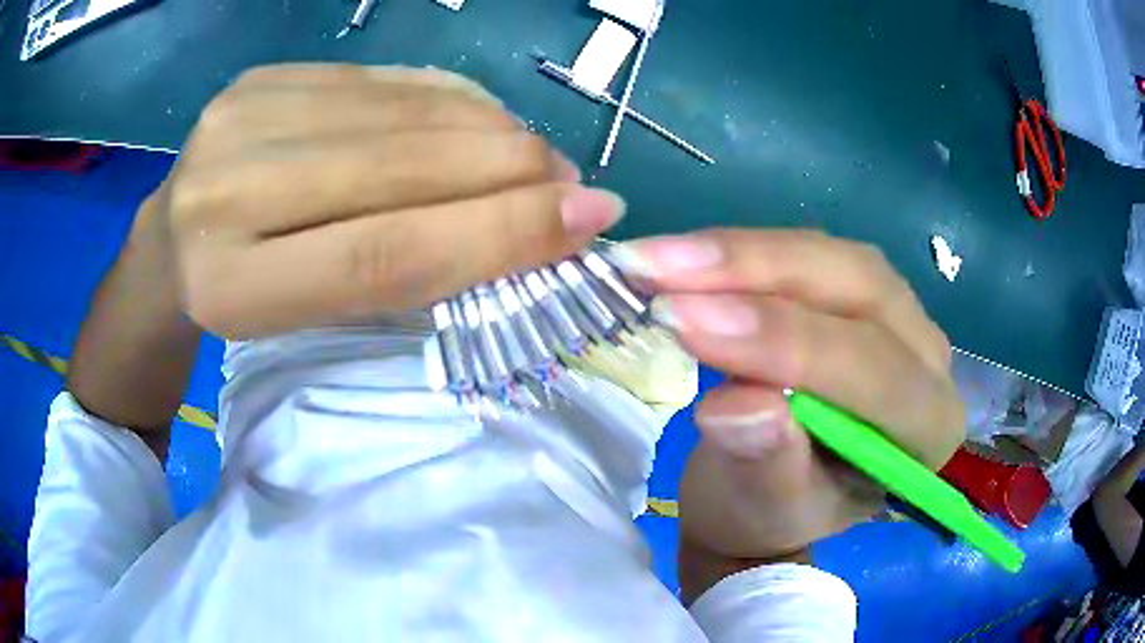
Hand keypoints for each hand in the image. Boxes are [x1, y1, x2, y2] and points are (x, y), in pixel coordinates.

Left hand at [155, 64, 622, 338]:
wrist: (168, 250)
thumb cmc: (242, 302)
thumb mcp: (311, 316)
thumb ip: (403, 271)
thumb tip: (527, 225)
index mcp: (235, 288)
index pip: (386, 253)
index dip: (497, 233)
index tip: (587, 219)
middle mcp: (226, 193)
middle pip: (397, 169)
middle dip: (509, 171)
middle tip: (574, 184)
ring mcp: (241, 118)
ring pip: (399, 113)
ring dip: (490, 130)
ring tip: (534, 156)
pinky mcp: (260, 79)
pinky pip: (380, 80)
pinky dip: (447, 97)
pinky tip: (479, 117)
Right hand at [609, 229, 963, 595]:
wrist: (764, 500)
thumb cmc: (768, 517)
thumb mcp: (763, 512)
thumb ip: (764, 463)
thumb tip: (739, 405)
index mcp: (926, 430)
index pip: (870, 370)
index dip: (782, 341)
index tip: (686, 321)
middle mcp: (928, 360)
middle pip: (859, 287)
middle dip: (758, 272)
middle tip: (664, 270)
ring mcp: (896, 315)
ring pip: (829, 256)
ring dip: (742, 254)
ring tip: (662, 260)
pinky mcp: (855, 292)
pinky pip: (804, 254)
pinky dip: (740, 253)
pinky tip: (687, 256)